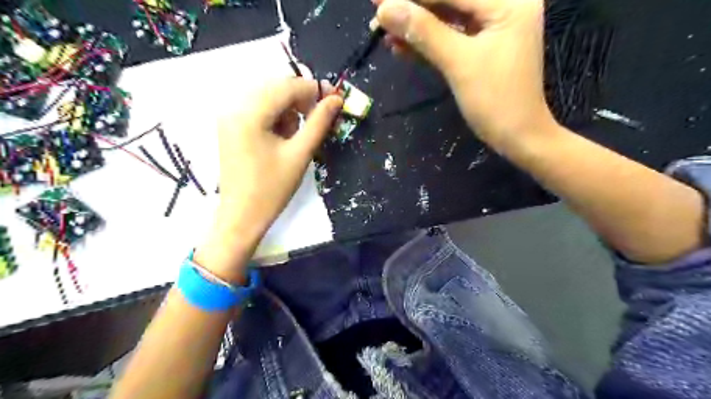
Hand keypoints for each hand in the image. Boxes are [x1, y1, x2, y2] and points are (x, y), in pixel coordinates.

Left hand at [194, 76, 342, 276]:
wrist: (242, 216)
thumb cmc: (272, 189)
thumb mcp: (300, 154)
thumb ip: (319, 123)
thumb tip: (336, 99)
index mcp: (250, 114)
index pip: (287, 87)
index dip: (314, 90)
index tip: (335, 99)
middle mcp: (234, 108)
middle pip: (276, 88)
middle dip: (301, 99)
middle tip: (319, 118)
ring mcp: (230, 117)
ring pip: (268, 98)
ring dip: (289, 110)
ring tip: (298, 136)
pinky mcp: (231, 127)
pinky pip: (258, 110)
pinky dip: (276, 117)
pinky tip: (283, 137)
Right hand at [374, 0, 558, 147]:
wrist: (517, 137)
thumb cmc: (496, 101)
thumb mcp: (459, 64)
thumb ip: (424, 32)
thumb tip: (386, 9)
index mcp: (508, 1)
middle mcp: (502, 6)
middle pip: (448, 1)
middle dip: (412, 7)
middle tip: (377, 11)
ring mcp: (491, 28)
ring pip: (445, 19)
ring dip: (414, 26)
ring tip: (382, 31)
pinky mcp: (480, 48)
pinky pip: (449, 38)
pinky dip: (425, 43)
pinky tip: (399, 46)